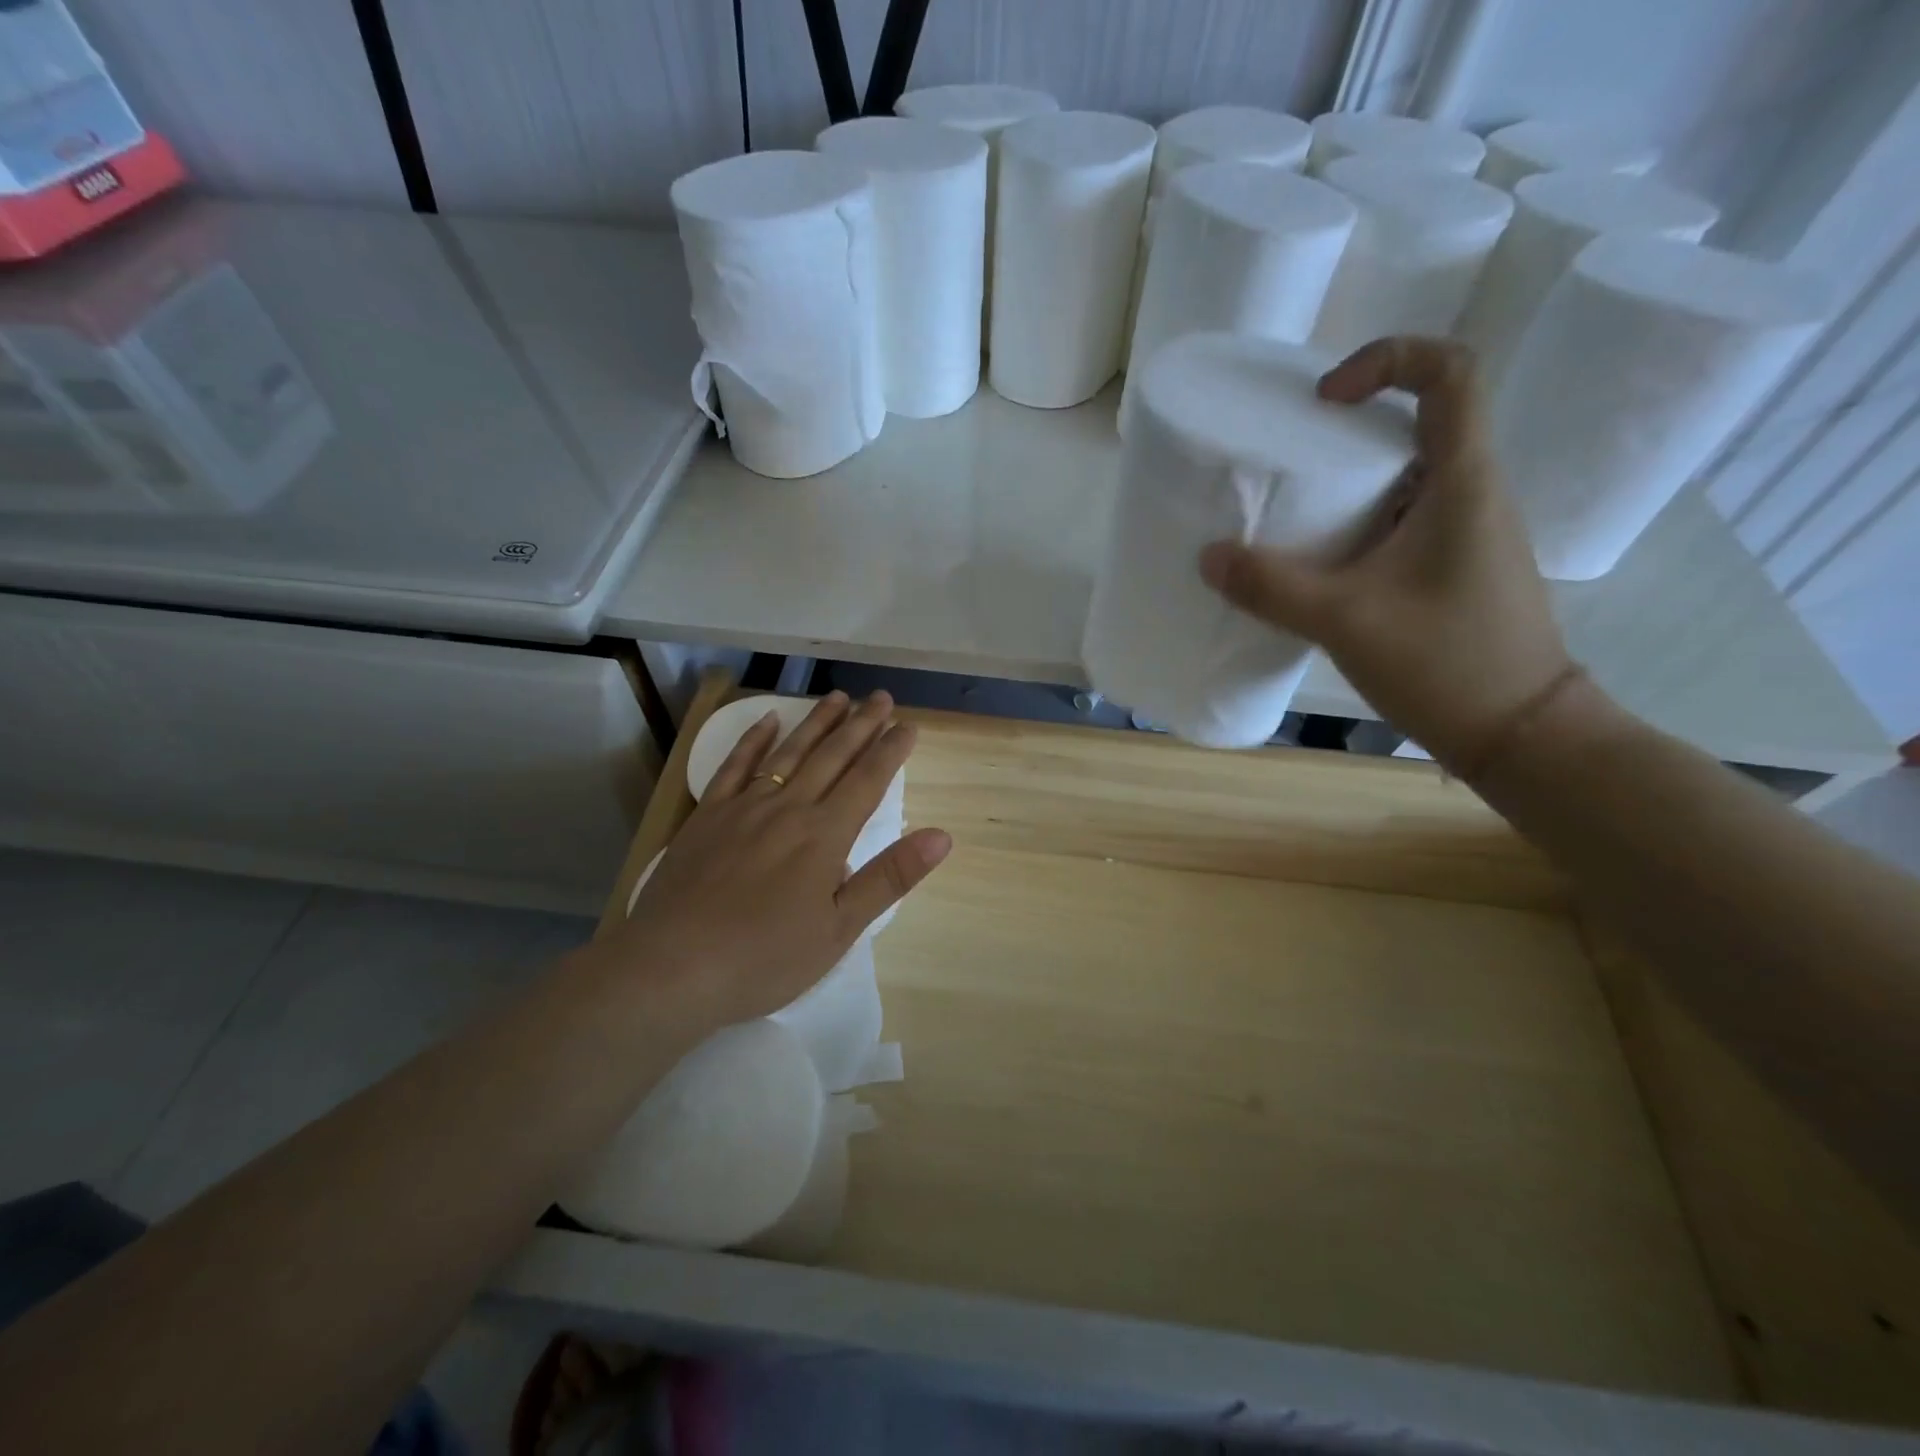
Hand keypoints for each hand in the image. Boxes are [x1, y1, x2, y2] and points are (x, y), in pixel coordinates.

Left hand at [605, 690, 950, 1037]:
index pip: (868, 781)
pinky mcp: (708, 816)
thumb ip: (889, 877)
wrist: (673, 967)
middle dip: (861, 725)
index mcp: (825, 835)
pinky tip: (768, 720)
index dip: (891, 751)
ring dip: (817, 722)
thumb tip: (941, 836)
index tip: (908, 725)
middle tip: (881, 697)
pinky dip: (753, 740)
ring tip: (838, 697)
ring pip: (789, 753)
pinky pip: (735, 766)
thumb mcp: (840, 929)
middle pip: (832, 757)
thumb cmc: (765, 957)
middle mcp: (789, 809)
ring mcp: (744, 807)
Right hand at [1198, 337, 1573, 772]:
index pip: (1451, 372)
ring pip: (1409, 476)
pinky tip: (1321, 565)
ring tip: (1292, 514)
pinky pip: (1404, 521)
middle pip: (1421, 422)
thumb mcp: (1344, 620)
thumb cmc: (1445, 661)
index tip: (1325, 398)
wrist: (1519, 732)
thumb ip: (1271, 587)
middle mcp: (1475, 492)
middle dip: (1351, 428)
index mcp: (1464, 480)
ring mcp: (1468, 533)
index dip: (1388, 360)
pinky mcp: (1455, 568)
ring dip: (1350, 482)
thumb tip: (1208, 557)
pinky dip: (1359, 524)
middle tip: (1289, 458)